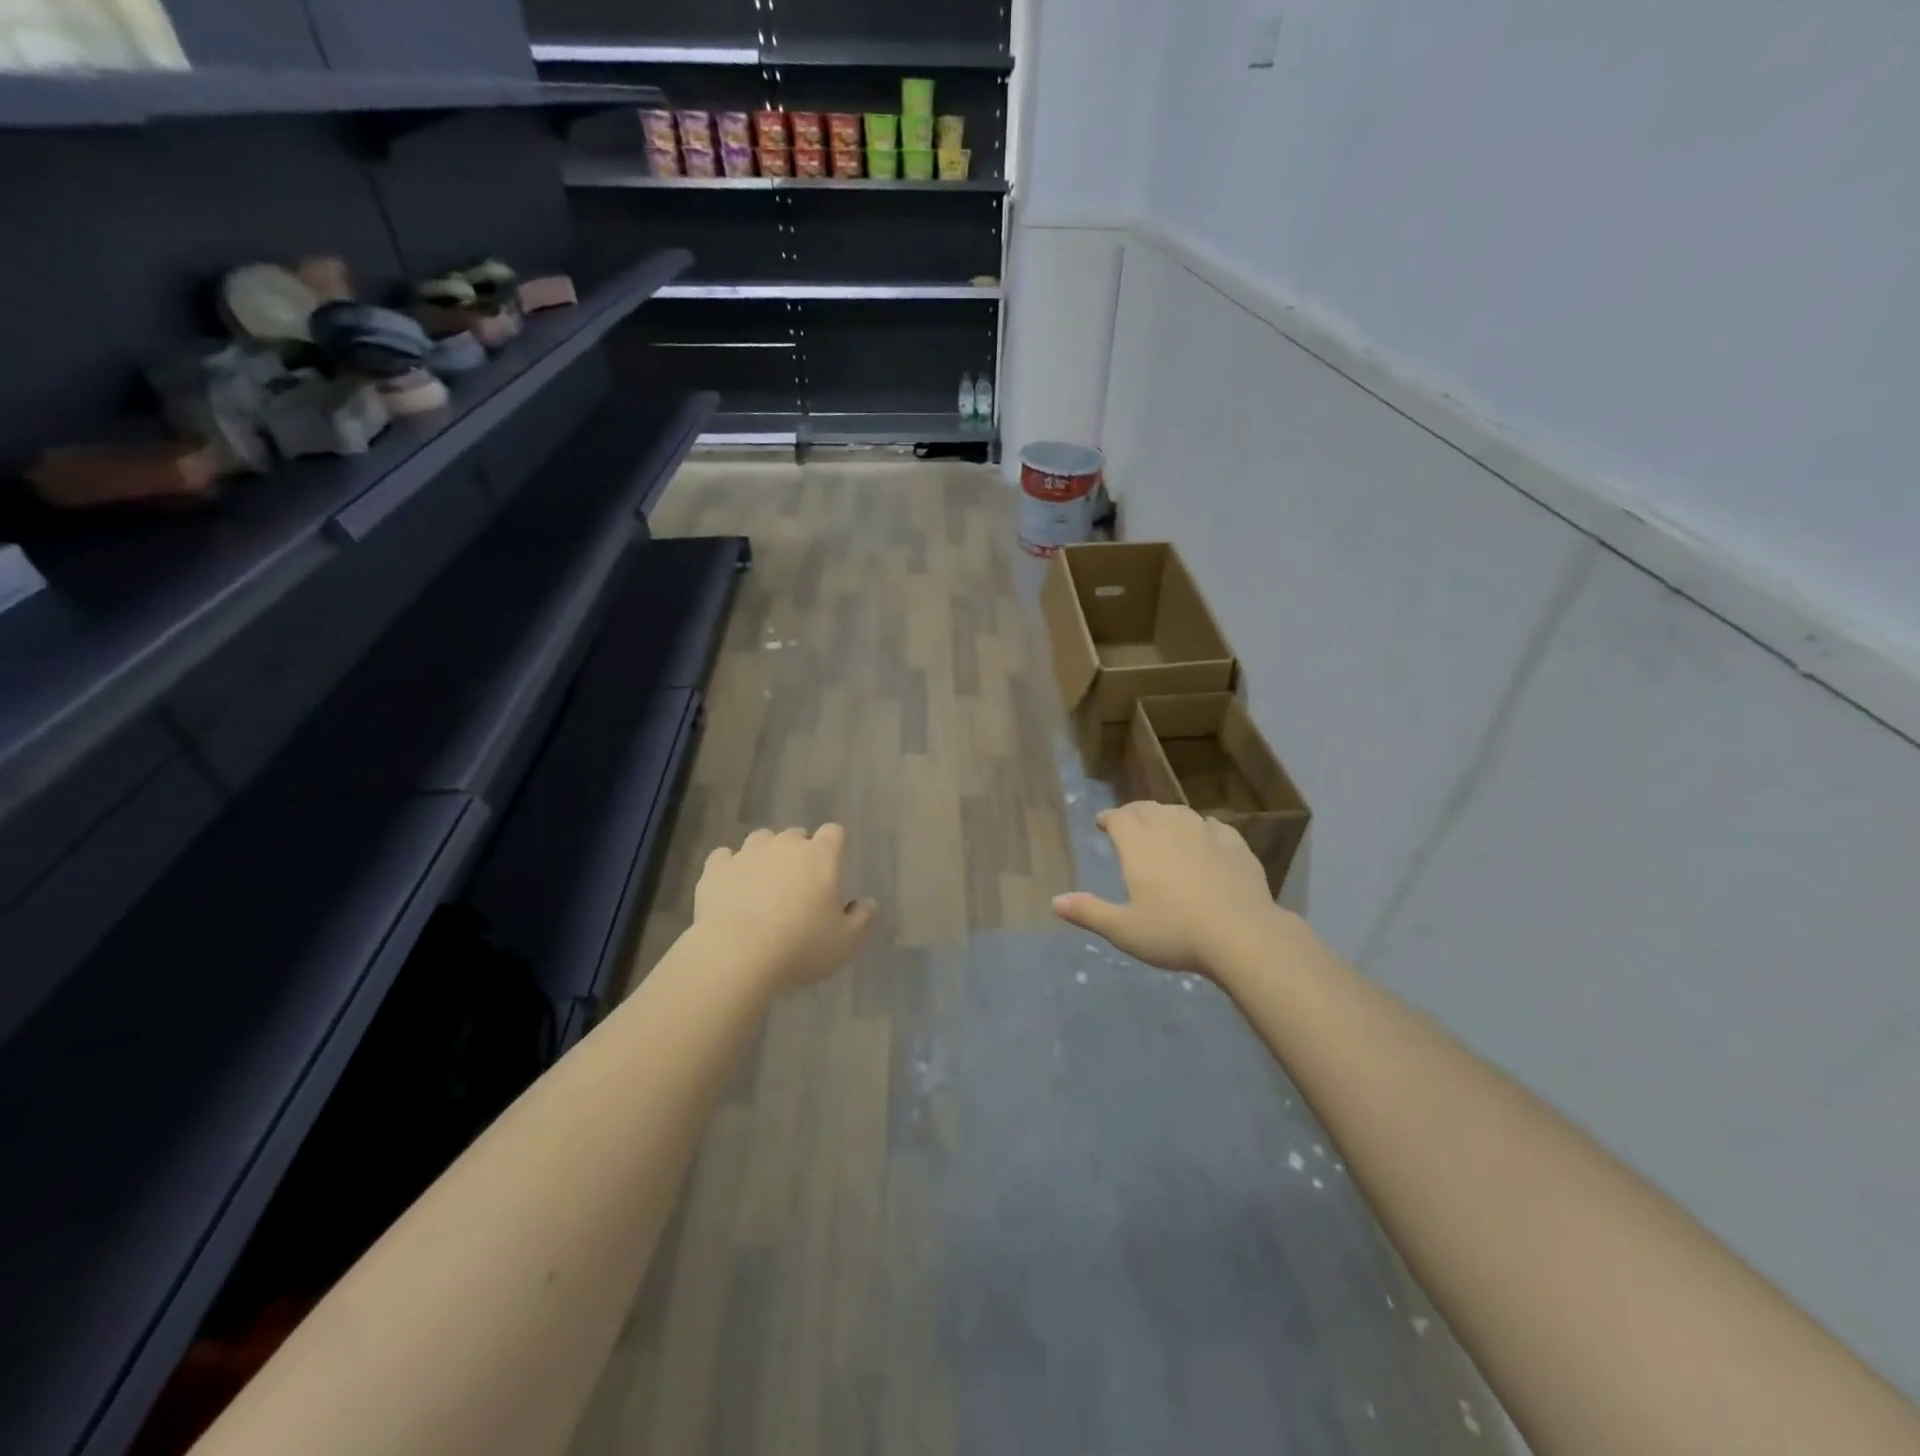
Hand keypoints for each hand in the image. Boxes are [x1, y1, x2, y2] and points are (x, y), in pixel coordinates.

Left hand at [694, 825, 876, 990]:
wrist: (737, 956)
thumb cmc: (800, 947)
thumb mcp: (846, 941)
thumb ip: (862, 918)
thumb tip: (866, 902)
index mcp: (820, 856)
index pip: (833, 832)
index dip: (834, 846)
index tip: (832, 865)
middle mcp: (784, 845)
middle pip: (796, 835)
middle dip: (799, 852)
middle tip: (798, 883)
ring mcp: (747, 853)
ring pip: (760, 840)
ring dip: (765, 855)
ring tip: (763, 883)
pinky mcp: (715, 869)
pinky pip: (725, 857)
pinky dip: (730, 867)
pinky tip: (731, 887)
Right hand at [1053, 801, 1285, 975]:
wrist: (1242, 935)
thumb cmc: (1175, 932)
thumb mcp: (1124, 930)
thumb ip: (1089, 912)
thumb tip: (1055, 902)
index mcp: (1138, 844)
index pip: (1118, 817)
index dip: (1108, 818)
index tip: (1103, 823)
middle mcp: (1170, 828)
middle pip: (1147, 808)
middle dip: (1134, 813)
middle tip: (1129, 824)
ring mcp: (1205, 833)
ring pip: (1180, 812)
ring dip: (1166, 816)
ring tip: (1163, 828)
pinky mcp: (1236, 844)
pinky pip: (1213, 826)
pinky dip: (1201, 828)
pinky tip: (1204, 839)